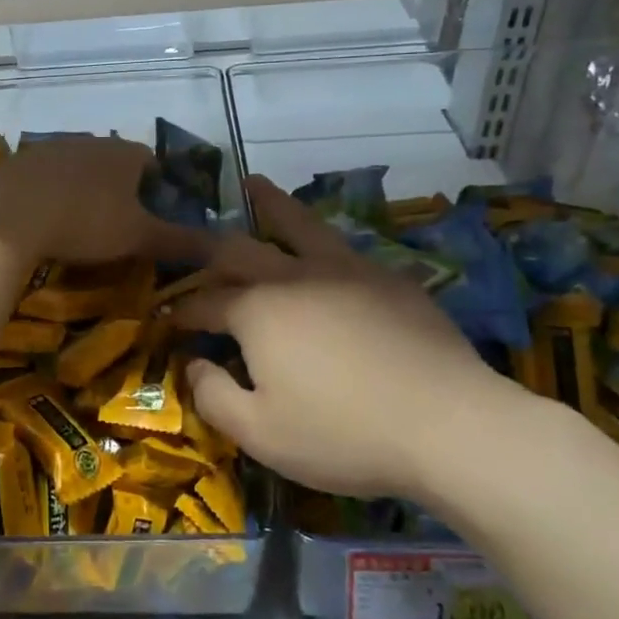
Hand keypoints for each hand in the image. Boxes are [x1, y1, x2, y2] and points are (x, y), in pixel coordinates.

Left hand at [0, 136, 212, 267]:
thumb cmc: (86, 221)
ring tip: (80, 224)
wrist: (9, 212)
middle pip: (114, 162)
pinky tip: (45, 218)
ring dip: (84, 189)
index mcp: (124, 153)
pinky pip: (45, 177)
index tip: (154, 215)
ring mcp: (51, 148)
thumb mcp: (138, 236)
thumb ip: (180, 241)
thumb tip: (225, 247)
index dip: (158, 187)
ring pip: (78, 167)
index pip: (152, 161)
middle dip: (120, 188)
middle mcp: (90, 141)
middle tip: (118, 224)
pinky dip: (51, 194)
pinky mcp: (19, 162)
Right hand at [170, 176, 531, 502]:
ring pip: (298, 225)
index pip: (206, 302)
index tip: (169, 319)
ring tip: (253, 184)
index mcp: (258, 310)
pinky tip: (324, 247)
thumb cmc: (344, 434)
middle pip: (242, 248)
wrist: (449, 424)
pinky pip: (343, 247)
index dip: (183, 311)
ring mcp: (346, 270)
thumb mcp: (261, 433)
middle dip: (210, 247)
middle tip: (193, 244)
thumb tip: (194, 364)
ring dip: (269, 204)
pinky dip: (319, 239)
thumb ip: (214, 396)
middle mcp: (296, 276)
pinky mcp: (389, 278)